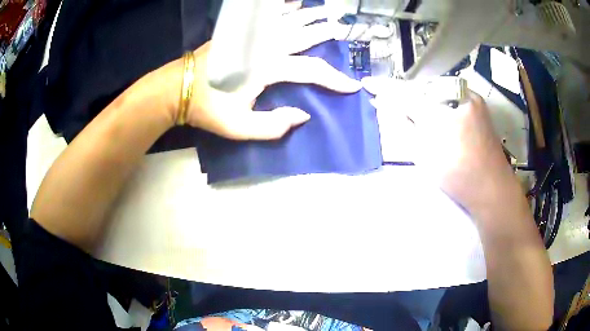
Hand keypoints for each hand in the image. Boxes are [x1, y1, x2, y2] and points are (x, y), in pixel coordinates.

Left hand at [165, 5, 360, 139]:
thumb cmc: (207, 108)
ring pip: (288, 20)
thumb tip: (303, 115)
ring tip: (325, 10)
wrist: (178, 88)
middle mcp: (264, 45)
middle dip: (324, 32)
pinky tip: (291, 3)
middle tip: (341, 28)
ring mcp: (252, 35)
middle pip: (303, 35)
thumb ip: (272, 126)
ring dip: (308, 15)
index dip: (334, 80)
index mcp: (267, 67)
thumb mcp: (239, 127)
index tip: (352, 86)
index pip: (311, 70)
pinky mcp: (240, 32)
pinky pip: (266, 15)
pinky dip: (281, 7)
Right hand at [363, 77, 516, 208]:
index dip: (384, 88)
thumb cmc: (457, 175)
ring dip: (423, 96)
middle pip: (421, 86)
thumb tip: (383, 105)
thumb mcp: (423, 154)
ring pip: (437, 88)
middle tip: (393, 103)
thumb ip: (403, 125)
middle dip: (406, 93)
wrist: (492, 186)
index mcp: (441, 111)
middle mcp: (457, 94)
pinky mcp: (478, 101)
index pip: (405, 93)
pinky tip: (437, 112)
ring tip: (415, 110)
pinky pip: (451, 92)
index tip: (367, 83)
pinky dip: (439, 99)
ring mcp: (470, 95)